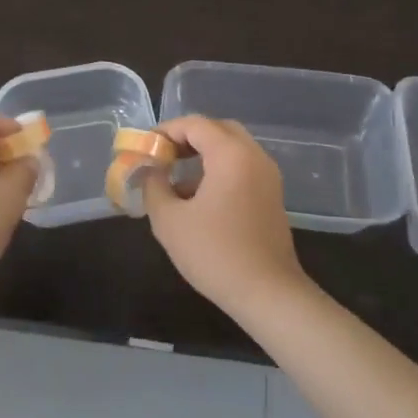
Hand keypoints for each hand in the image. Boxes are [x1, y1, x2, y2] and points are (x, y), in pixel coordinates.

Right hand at [143, 115, 308, 317]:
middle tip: (163, 155)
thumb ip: (153, 186)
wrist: (268, 294)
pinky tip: (198, 198)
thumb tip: (149, 170)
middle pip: (217, 129)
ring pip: (232, 148)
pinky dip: (219, 169)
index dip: (166, 131)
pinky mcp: (272, 195)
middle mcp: (254, 156)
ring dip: (203, 154)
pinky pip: (242, 167)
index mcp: (231, 154)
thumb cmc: (215, 253)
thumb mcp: (169, 221)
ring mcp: (268, 176)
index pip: (195, 124)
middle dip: (187, 137)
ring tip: (175, 178)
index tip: (145, 148)